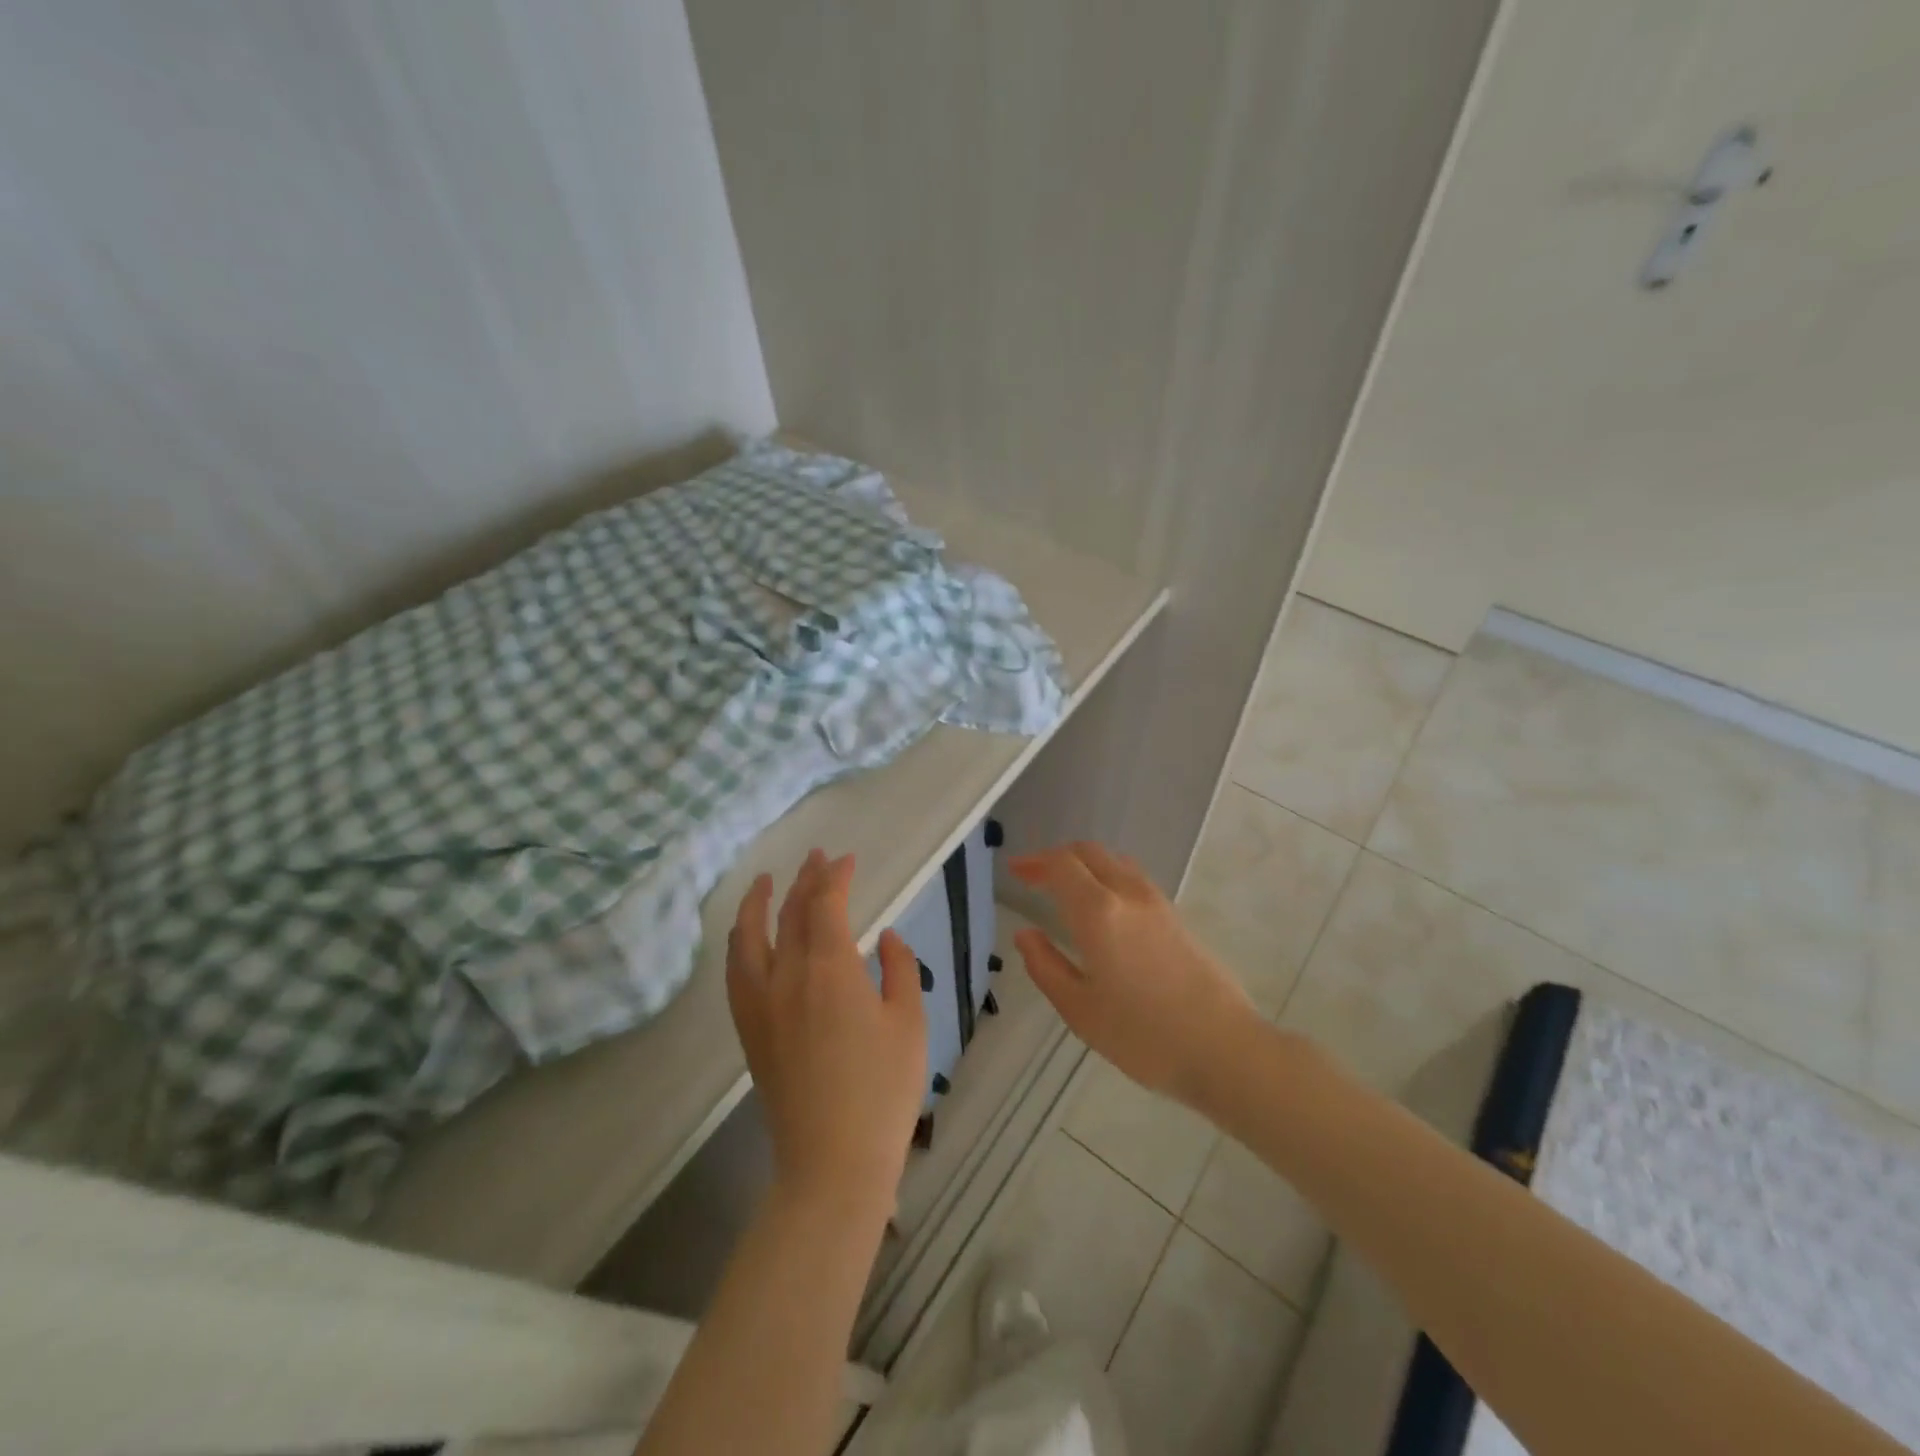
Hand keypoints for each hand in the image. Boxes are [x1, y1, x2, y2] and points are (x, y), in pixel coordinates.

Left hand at [727, 849, 928, 1216]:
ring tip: (764, 881)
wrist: (832, 1160)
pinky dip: (741, 941)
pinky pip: (736, 971)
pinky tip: (747, 938)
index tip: (848, 860)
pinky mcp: (749, 1029)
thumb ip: (899, 969)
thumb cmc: (883, 1090)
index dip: (836, 876)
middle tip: (818, 857)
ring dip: (757, 902)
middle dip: (805, 879)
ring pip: (750, 937)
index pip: (826, 904)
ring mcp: (760, 1003)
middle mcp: (787, 975)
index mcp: (830, 968)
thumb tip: (883, 937)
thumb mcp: (909, 1022)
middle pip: (790, 913)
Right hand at [1011, 841, 1257, 1109]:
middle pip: (1089, 853)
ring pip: (1115, 862)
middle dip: (1057, 858)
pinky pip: (1134, 879)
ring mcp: (1158, 903)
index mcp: (1098, 912)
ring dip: (1086, 864)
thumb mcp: (1079, 1009)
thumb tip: (1025, 934)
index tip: (1015, 870)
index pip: (1061, 865)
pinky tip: (1104, 908)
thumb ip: (1046, 966)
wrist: (1224, 1049)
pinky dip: (1108, 877)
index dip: (1034, 862)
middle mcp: (1128, 894)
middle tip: (1033, 876)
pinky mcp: (1177, 918)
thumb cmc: (1143, 1036)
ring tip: (1066, 888)